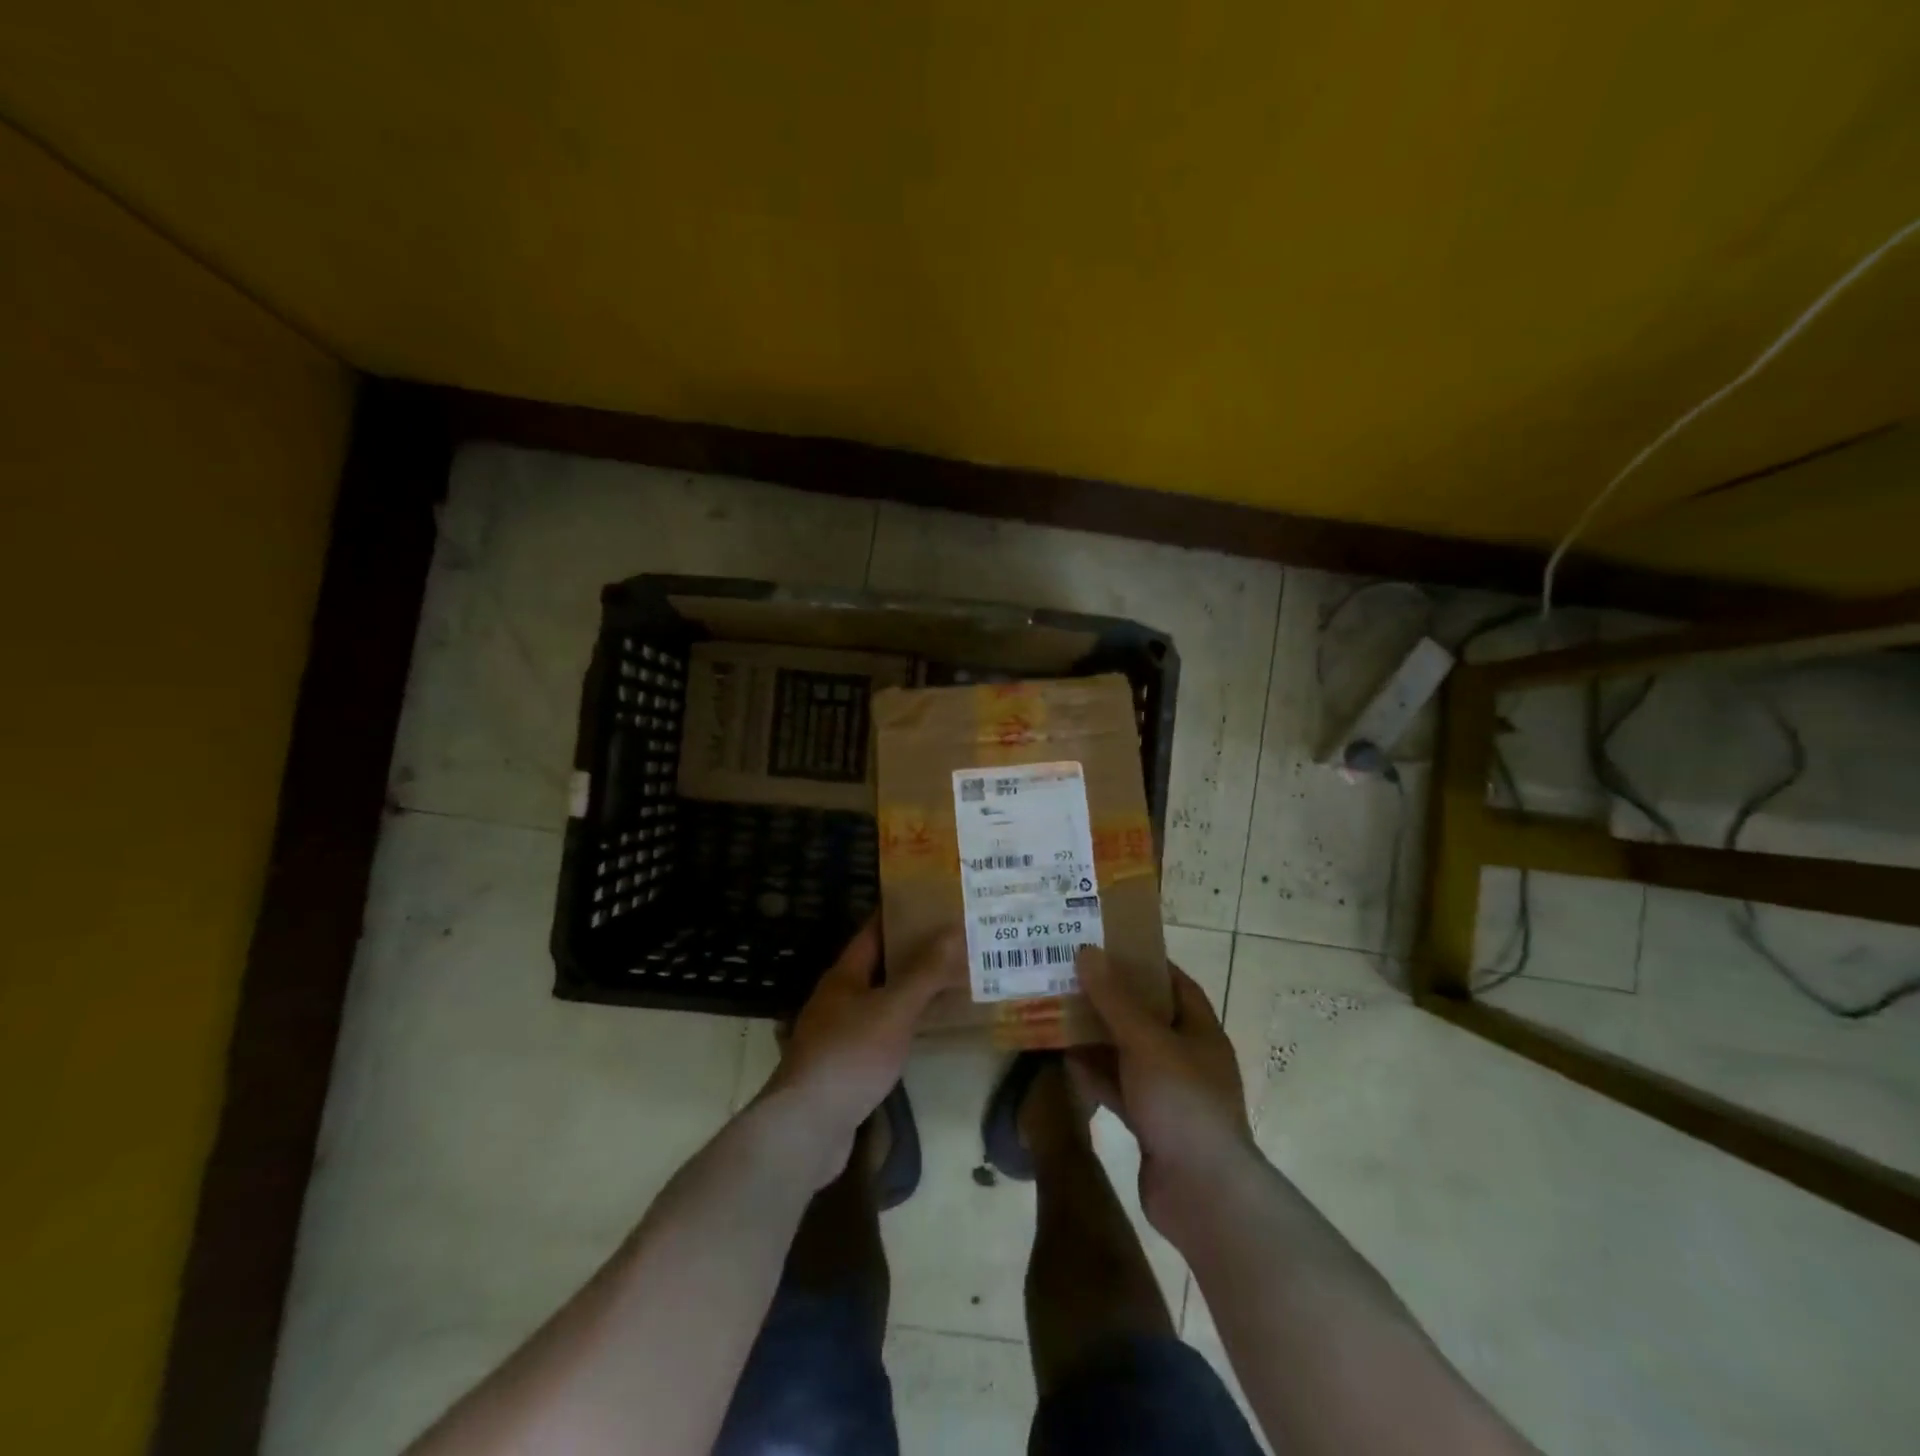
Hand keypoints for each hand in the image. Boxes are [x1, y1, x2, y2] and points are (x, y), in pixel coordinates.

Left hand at [760, 920, 962, 1182]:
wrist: (807, 1128)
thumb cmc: (850, 1056)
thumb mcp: (894, 1009)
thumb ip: (925, 972)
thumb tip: (954, 929)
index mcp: (844, 976)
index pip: (873, 932)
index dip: (900, 914)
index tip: (934, 902)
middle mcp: (839, 999)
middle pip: (880, 966)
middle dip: (914, 953)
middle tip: (955, 941)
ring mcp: (840, 1034)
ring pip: (883, 1001)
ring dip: (913, 991)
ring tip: (953, 980)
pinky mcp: (847, 1067)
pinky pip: (883, 1033)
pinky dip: (906, 1026)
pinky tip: (931, 1030)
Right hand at [1067, 946, 1253, 1234]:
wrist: (1204, 1195)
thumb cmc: (1183, 1103)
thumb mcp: (1146, 1041)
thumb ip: (1114, 999)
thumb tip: (1087, 951)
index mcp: (1199, 1030)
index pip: (1173, 982)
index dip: (1142, 962)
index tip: (1105, 946)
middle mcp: (1186, 1056)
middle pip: (1144, 1016)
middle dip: (1109, 998)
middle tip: (1069, 976)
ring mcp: (1168, 1092)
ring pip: (1127, 1053)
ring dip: (1096, 1037)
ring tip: (1058, 1011)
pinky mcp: (1150, 1123)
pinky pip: (1118, 1087)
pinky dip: (1095, 1074)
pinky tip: (1063, 1061)